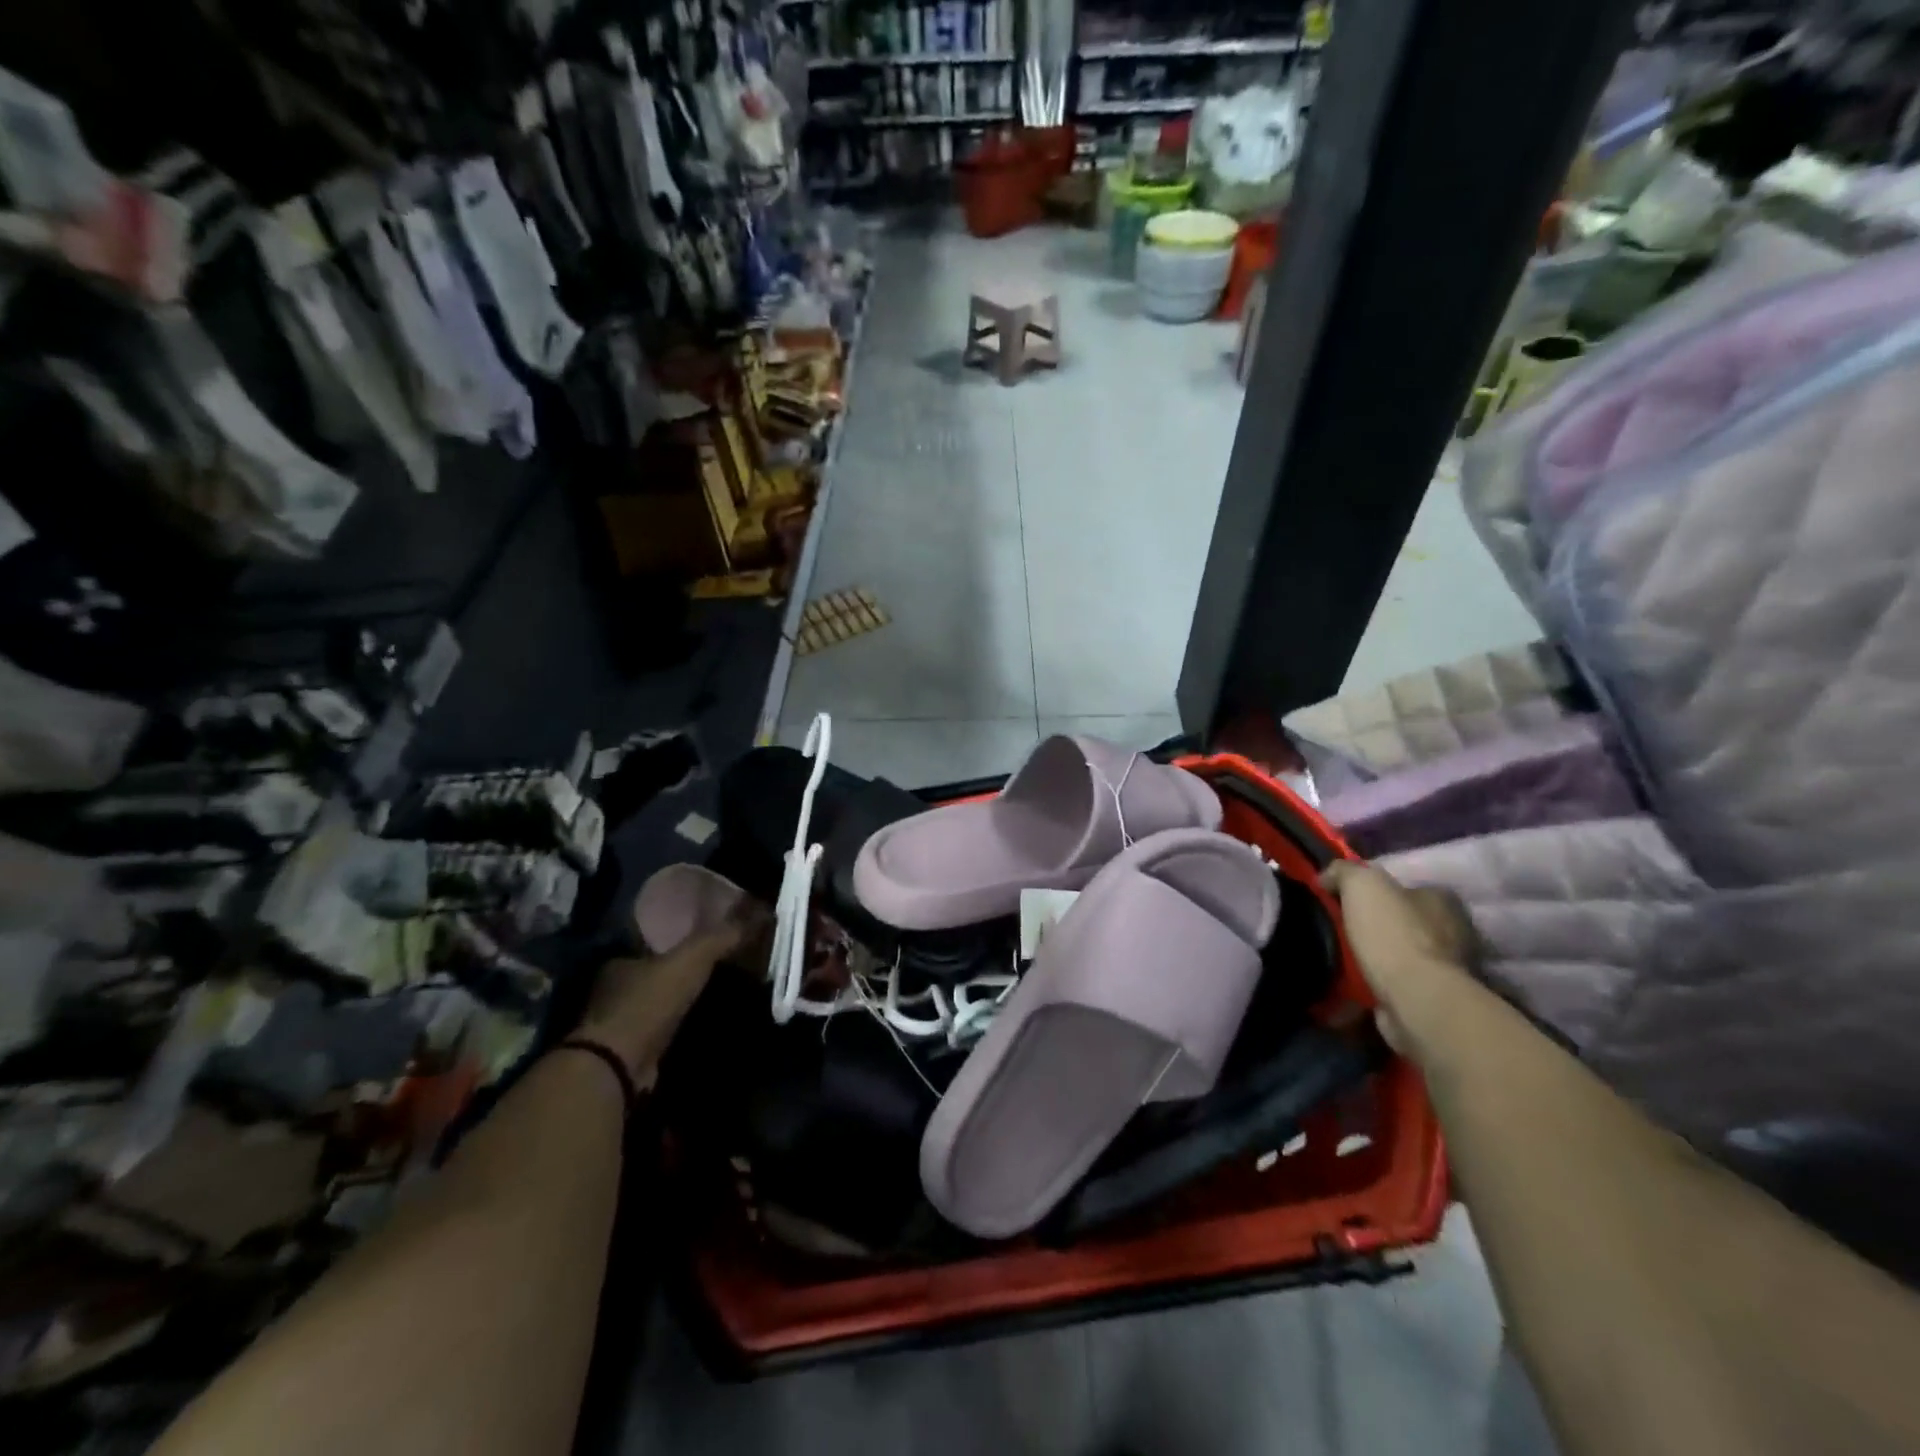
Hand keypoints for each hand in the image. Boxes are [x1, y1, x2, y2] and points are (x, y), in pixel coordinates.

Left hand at [576, 900, 768, 1084]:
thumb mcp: (691, 959)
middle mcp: (611, 991)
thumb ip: (719, 937)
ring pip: (652, 1005)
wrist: (619, 1064)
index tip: (697, 944)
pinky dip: (673, 1031)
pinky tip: (694, 1029)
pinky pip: (656, 1034)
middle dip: (674, 975)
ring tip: (708, 999)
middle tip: (709, 971)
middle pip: (649, 975)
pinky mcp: (626, 1054)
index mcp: (619, 963)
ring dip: (674, 1004)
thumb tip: (757, 913)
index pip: (646, 944)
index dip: (671, 943)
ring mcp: (616, 1026)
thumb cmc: (649, 1001)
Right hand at [1321, 860, 1477, 1058]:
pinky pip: (1396, 983)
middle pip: (1403, 920)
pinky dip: (1375, 983)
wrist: (1416, 999)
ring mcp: (1447, 968)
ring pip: (1400, 953)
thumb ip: (1344, 871)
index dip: (1374, 891)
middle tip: (1337, 928)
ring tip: (1338, 957)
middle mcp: (1453, 931)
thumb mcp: (1361, 883)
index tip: (1343, 900)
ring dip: (1374, 956)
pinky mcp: (1433, 999)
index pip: (1405, 886)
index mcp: (1442, 899)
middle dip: (1374, 924)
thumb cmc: (1393, 934)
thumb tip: (1327, 877)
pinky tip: (1351, 982)